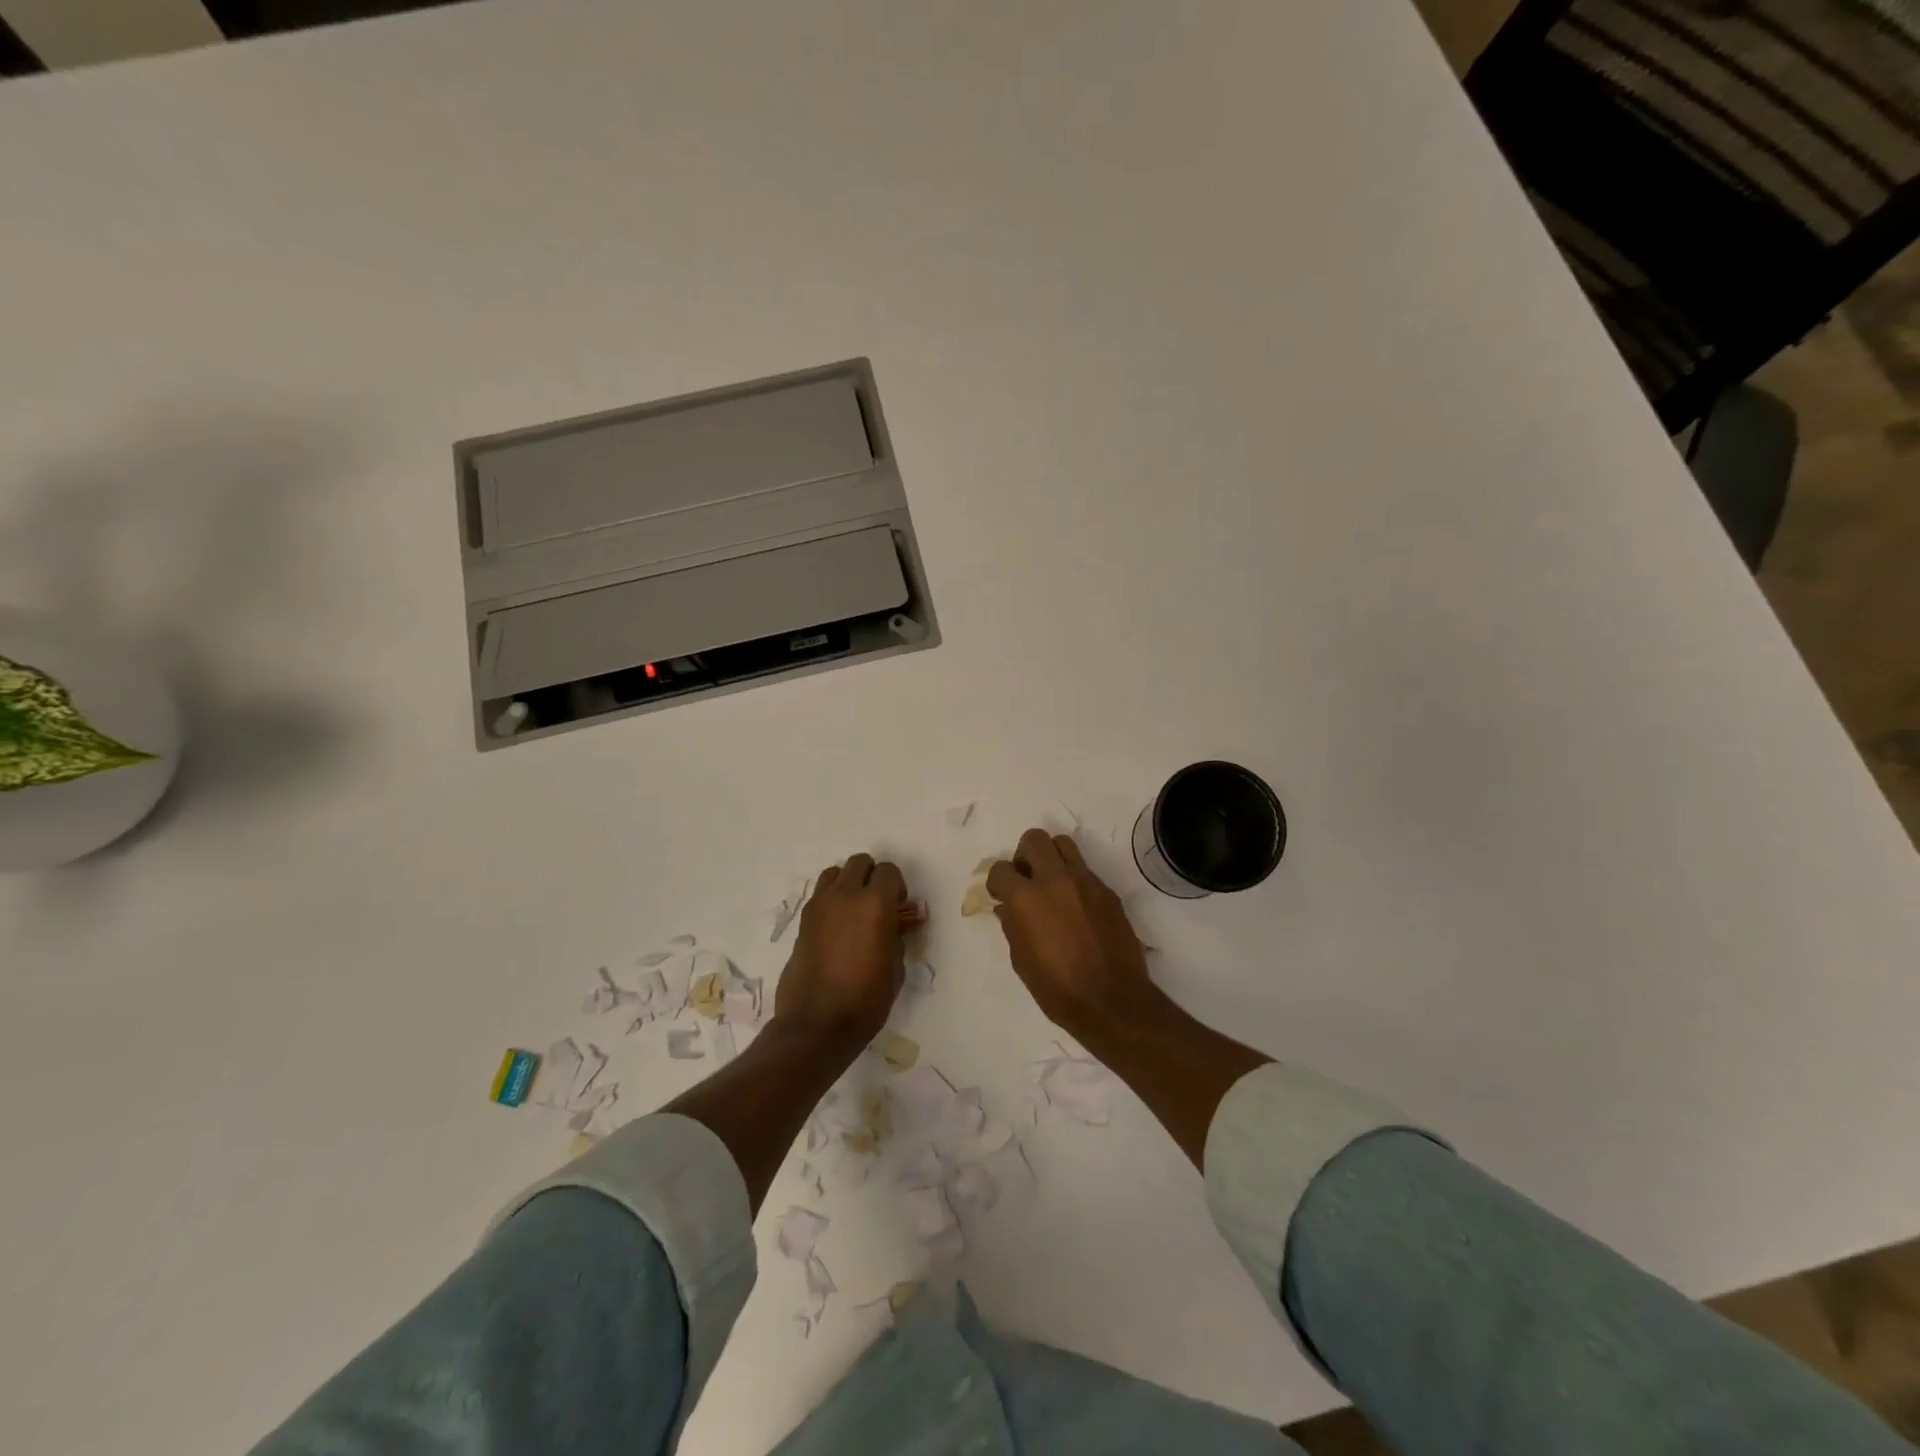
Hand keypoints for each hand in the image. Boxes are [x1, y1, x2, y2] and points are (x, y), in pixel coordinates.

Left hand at [774, 852, 910, 1046]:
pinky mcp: (803, 921)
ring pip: (835, 873)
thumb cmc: (866, 999)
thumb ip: (897, 935)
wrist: (817, 1024)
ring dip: (848, 883)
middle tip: (877, 905)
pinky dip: (831, 900)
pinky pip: (820, 895)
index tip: (898, 909)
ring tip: (854, 911)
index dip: (897, 887)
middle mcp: (845, 895)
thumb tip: (895, 923)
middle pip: (860, 863)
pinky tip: (837, 928)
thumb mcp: (896, 966)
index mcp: (875, 903)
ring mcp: (819, 905)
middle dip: (872, 877)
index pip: (889, 871)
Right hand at [988, 828, 1164, 1044]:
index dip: (997, 882)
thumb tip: (1007, 907)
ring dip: (1052, 858)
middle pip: (1034, 839)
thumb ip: (1012, 925)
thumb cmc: (1057, 988)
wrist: (1111, 1000)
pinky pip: (1085, 871)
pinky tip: (1076, 907)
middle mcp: (1055, 879)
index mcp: (1026, 898)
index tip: (1001, 895)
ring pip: (1064, 844)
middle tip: (1027, 880)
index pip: (1001, 868)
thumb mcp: (1021, 960)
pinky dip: (1075, 880)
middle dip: (1024, 855)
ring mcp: (1085, 882)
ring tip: (1052, 884)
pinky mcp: (1107, 891)